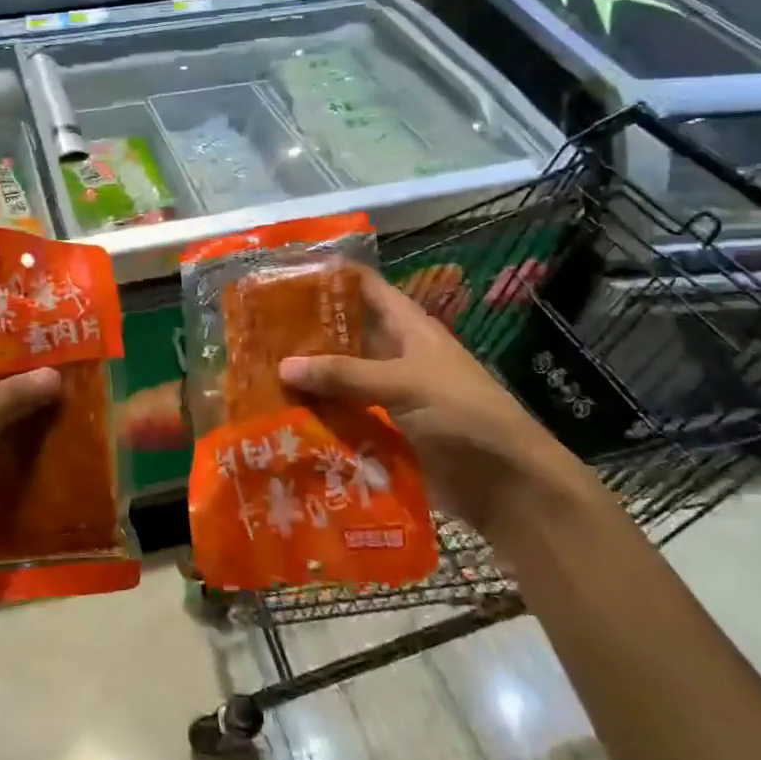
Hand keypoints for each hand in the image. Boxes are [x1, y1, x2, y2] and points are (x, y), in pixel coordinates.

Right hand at [279, 265, 593, 535]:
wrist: (506, 485)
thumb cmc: (463, 415)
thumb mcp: (405, 384)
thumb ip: (345, 374)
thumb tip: (283, 366)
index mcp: (408, 328)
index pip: (364, 287)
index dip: (329, 276)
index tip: (283, 274)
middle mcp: (394, 354)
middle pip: (344, 333)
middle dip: (305, 331)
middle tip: (254, 330)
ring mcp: (388, 394)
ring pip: (339, 378)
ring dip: (307, 378)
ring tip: (255, 373)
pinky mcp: (384, 431)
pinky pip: (343, 416)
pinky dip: (317, 416)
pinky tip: (280, 417)